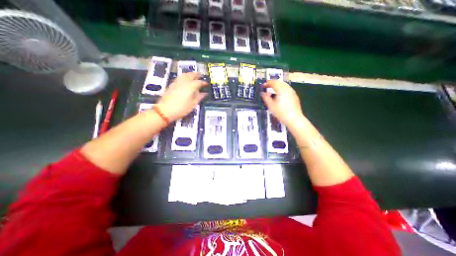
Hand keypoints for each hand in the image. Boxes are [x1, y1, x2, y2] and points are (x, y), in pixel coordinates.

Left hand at [155, 73, 207, 121]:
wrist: (165, 110)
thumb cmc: (181, 109)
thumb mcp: (193, 104)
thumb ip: (199, 97)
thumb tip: (205, 93)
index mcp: (190, 87)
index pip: (199, 82)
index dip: (203, 82)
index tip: (207, 84)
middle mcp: (184, 82)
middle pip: (191, 75)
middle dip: (196, 75)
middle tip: (201, 75)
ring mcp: (177, 82)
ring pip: (184, 75)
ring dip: (190, 74)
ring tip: (193, 75)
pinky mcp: (172, 84)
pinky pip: (179, 77)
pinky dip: (184, 76)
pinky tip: (185, 79)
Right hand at [262, 80, 303, 127]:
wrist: (294, 119)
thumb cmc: (281, 112)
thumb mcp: (271, 106)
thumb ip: (266, 98)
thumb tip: (263, 93)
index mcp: (281, 90)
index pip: (273, 83)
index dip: (267, 83)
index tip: (263, 86)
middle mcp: (287, 89)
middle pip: (279, 82)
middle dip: (273, 83)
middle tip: (267, 87)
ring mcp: (292, 92)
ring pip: (284, 85)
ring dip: (278, 86)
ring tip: (273, 90)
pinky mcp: (295, 96)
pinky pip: (287, 89)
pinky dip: (282, 89)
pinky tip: (280, 95)